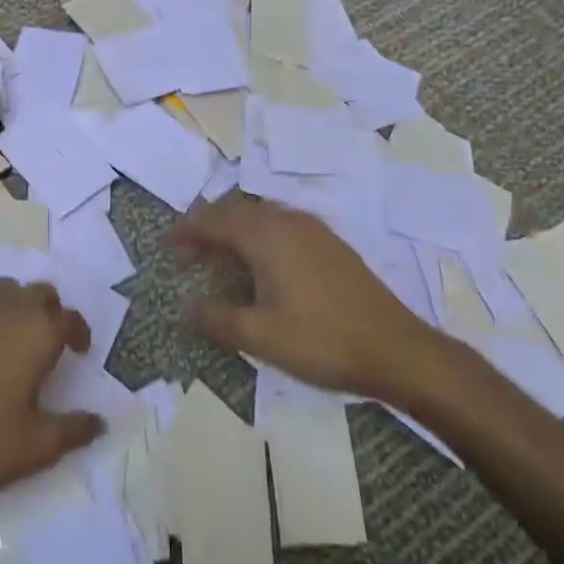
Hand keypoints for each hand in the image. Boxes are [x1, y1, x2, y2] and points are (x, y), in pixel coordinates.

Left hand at [0, 280, 104, 506]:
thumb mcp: (34, 448)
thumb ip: (73, 430)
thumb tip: (99, 421)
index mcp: (36, 331)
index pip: (69, 317)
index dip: (79, 332)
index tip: (78, 351)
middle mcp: (3, 307)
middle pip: (37, 293)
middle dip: (48, 311)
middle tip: (46, 343)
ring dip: (13, 309)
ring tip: (8, 342)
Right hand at [172, 196, 454, 405]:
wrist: (397, 350)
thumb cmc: (322, 340)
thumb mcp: (260, 336)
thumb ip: (216, 318)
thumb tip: (184, 307)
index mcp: (267, 235)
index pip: (214, 220)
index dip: (186, 231)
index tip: (166, 247)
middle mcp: (288, 221)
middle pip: (236, 213)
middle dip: (207, 230)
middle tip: (187, 258)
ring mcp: (314, 231)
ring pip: (260, 218)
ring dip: (233, 233)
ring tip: (218, 261)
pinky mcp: (331, 246)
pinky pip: (281, 228)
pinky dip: (258, 239)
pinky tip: (261, 268)